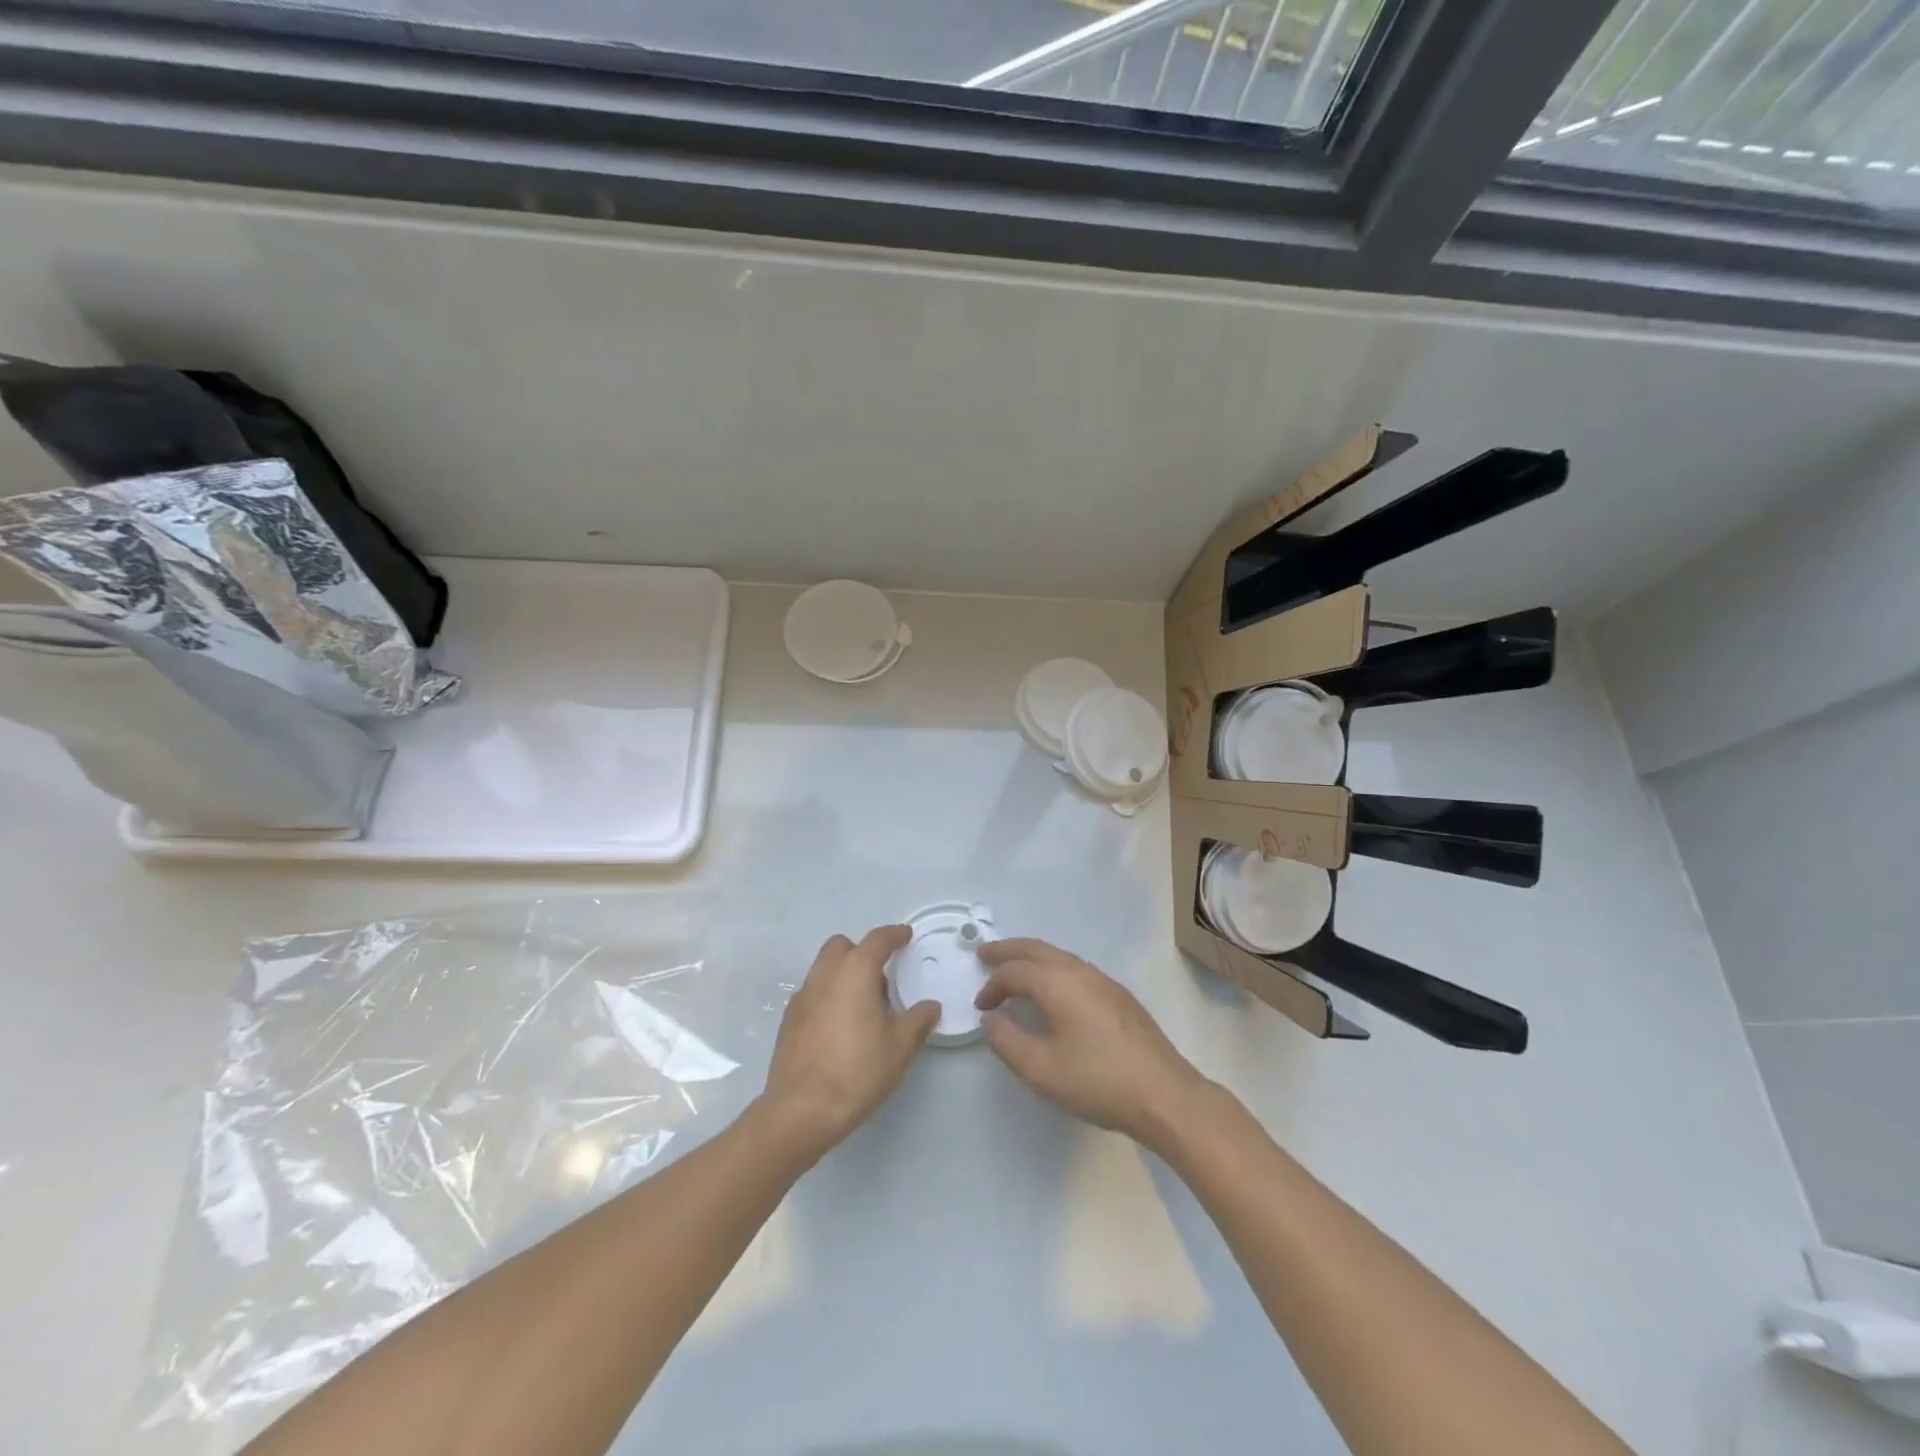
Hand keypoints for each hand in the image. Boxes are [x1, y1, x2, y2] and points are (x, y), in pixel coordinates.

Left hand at [762, 925, 940, 1155]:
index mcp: (855, 972)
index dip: (894, 935)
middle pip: (843, 946)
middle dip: (862, 951)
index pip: (877, 940)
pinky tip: (840, 1025)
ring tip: (864, 1005)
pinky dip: (829, 994)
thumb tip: (931, 1006)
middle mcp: (825, 975)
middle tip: (882, 977)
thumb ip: (918, 1021)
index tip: (906, 936)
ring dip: (844, 973)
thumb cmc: (857, 1072)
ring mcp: (802, 996)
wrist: (801, 1110)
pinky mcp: (789, 1019)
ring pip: (824, 968)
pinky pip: (813, 992)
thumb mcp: (899, 1048)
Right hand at [974, 938, 1210, 1147]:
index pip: (1015, 971)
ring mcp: (1103, 980)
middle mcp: (1080, 971)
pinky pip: (1074, 967)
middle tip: (984, 954)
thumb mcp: (1042, 1070)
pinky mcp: (1118, 995)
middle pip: (1037, 949)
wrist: (1164, 1094)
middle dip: (1008, 950)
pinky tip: (1052, 989)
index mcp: (1058, 983)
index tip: (981, 1007)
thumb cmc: (1098, 1081)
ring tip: (1014, 968)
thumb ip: (1008, 1041)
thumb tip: (991, 1019)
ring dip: (1031, 957)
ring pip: (1058, 955)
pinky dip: (1052, 968)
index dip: (993, 986)